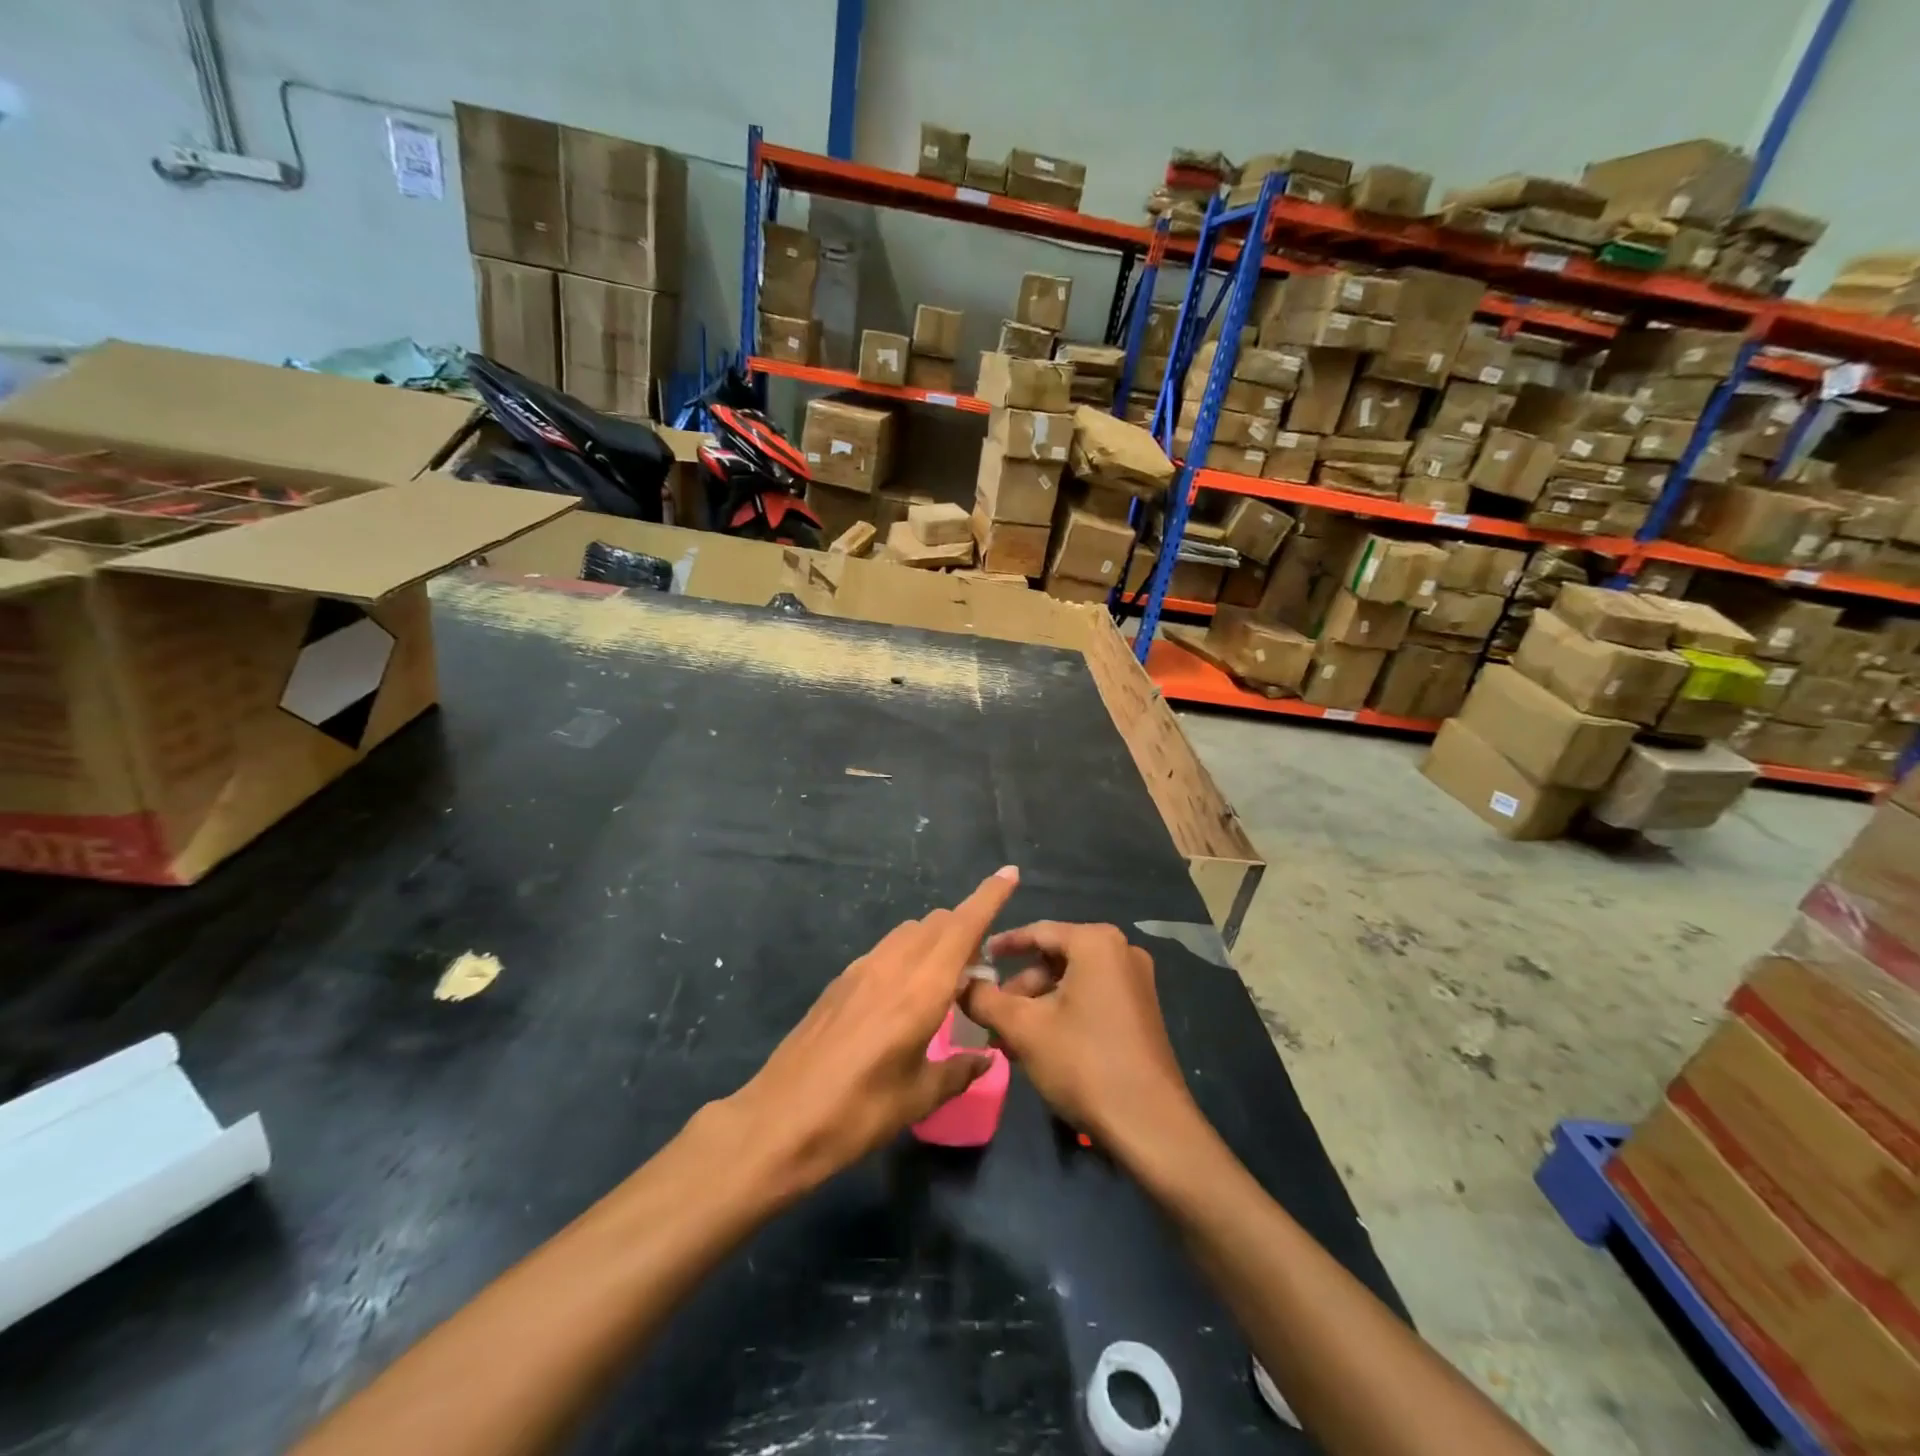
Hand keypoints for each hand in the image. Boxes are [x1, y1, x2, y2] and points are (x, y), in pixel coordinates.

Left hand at [728, 866, 1019, 1194]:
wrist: (779, 1121)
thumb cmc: (858, 1112)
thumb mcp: (918, 1098)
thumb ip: (958, 1071)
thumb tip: (984, 1057)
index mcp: (921, 989)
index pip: (962, 926)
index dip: (989, 897)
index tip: (1010, 873)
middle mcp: (893, 965)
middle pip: (938, 922)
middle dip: (966, 927)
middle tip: (980, 967)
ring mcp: (862, 969)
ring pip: (910, 931)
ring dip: (935, 939)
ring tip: (944, 981)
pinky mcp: (840, 980)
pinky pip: (886, 949)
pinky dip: (908, 954)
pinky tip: (904, 995)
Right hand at [960, 922, 1196, 1150]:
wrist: (1149, 1125)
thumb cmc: (1083, 1062)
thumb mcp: (1024, 1028)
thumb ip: (985, 999)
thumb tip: (961, 984)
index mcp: (1096, 942)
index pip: (1037, 931)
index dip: (1002, 946)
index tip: (975, 959)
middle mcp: (1121, 951)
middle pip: (1054, 958)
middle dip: (1019, 987)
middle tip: (990, 1014)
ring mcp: (1135, 982)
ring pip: (1070, 982)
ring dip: (1036, 1005)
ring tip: (1008, 1040)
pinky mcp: (1140, 1011)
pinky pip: (1091, 998)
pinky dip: (1061, 1014)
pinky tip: (1038, 1047)